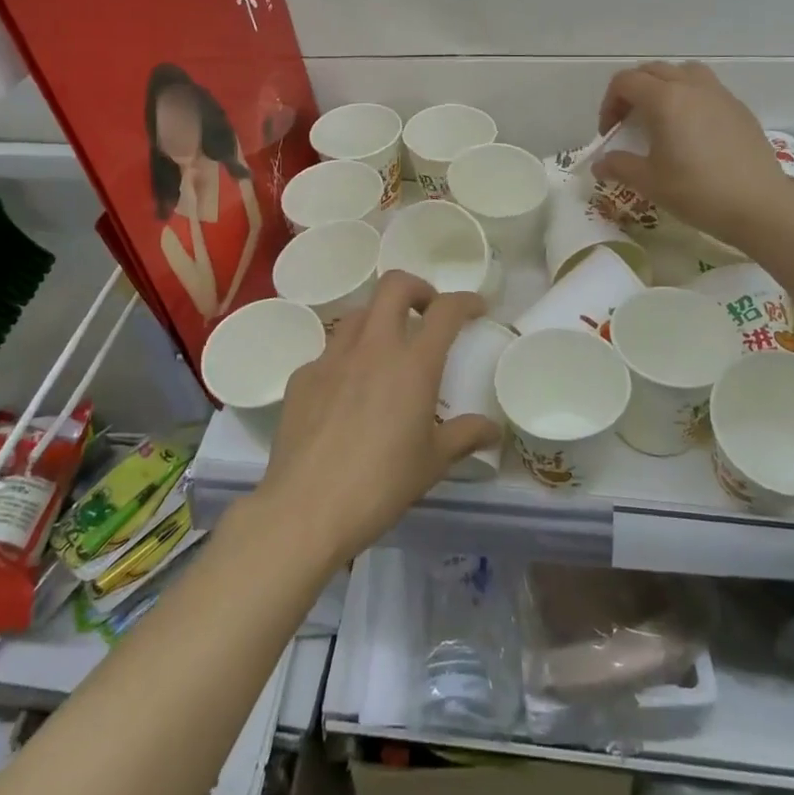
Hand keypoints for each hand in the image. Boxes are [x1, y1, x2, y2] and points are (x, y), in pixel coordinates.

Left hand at [258, 272, 499, 561]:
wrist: (306, 508)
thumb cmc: (381, 485)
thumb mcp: (432, 463)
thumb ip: (464, 437)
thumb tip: (491, 430)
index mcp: (413, 364)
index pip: (446, 310)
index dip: (465, 301)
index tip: (475, 308)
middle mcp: (373, 347)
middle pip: (394, 285)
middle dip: (417, 289)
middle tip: (425, 312)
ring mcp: (332, 358)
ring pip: (358, 314)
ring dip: (378, 319)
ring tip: (385, 350)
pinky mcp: (302, 376)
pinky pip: (328, 352)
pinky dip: (345, 359)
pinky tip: (345, 392)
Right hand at [593, 61, 784, 244]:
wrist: (759, 205)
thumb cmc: (697, 191)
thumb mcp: (649, 182)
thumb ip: (619, 166)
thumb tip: (600, 164)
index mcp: (664, 99)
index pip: (625, 82)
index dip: (609, 104)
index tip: (610, 133)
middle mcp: (691, 86)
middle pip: (652, 71)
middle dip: (633, 92)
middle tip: (629, 123)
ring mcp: (719, 94)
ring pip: (682, 72)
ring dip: (664, 87)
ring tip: (662, 117)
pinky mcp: (739, 108)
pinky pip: (706, 88)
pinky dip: (690, 98)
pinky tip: (692, 131)